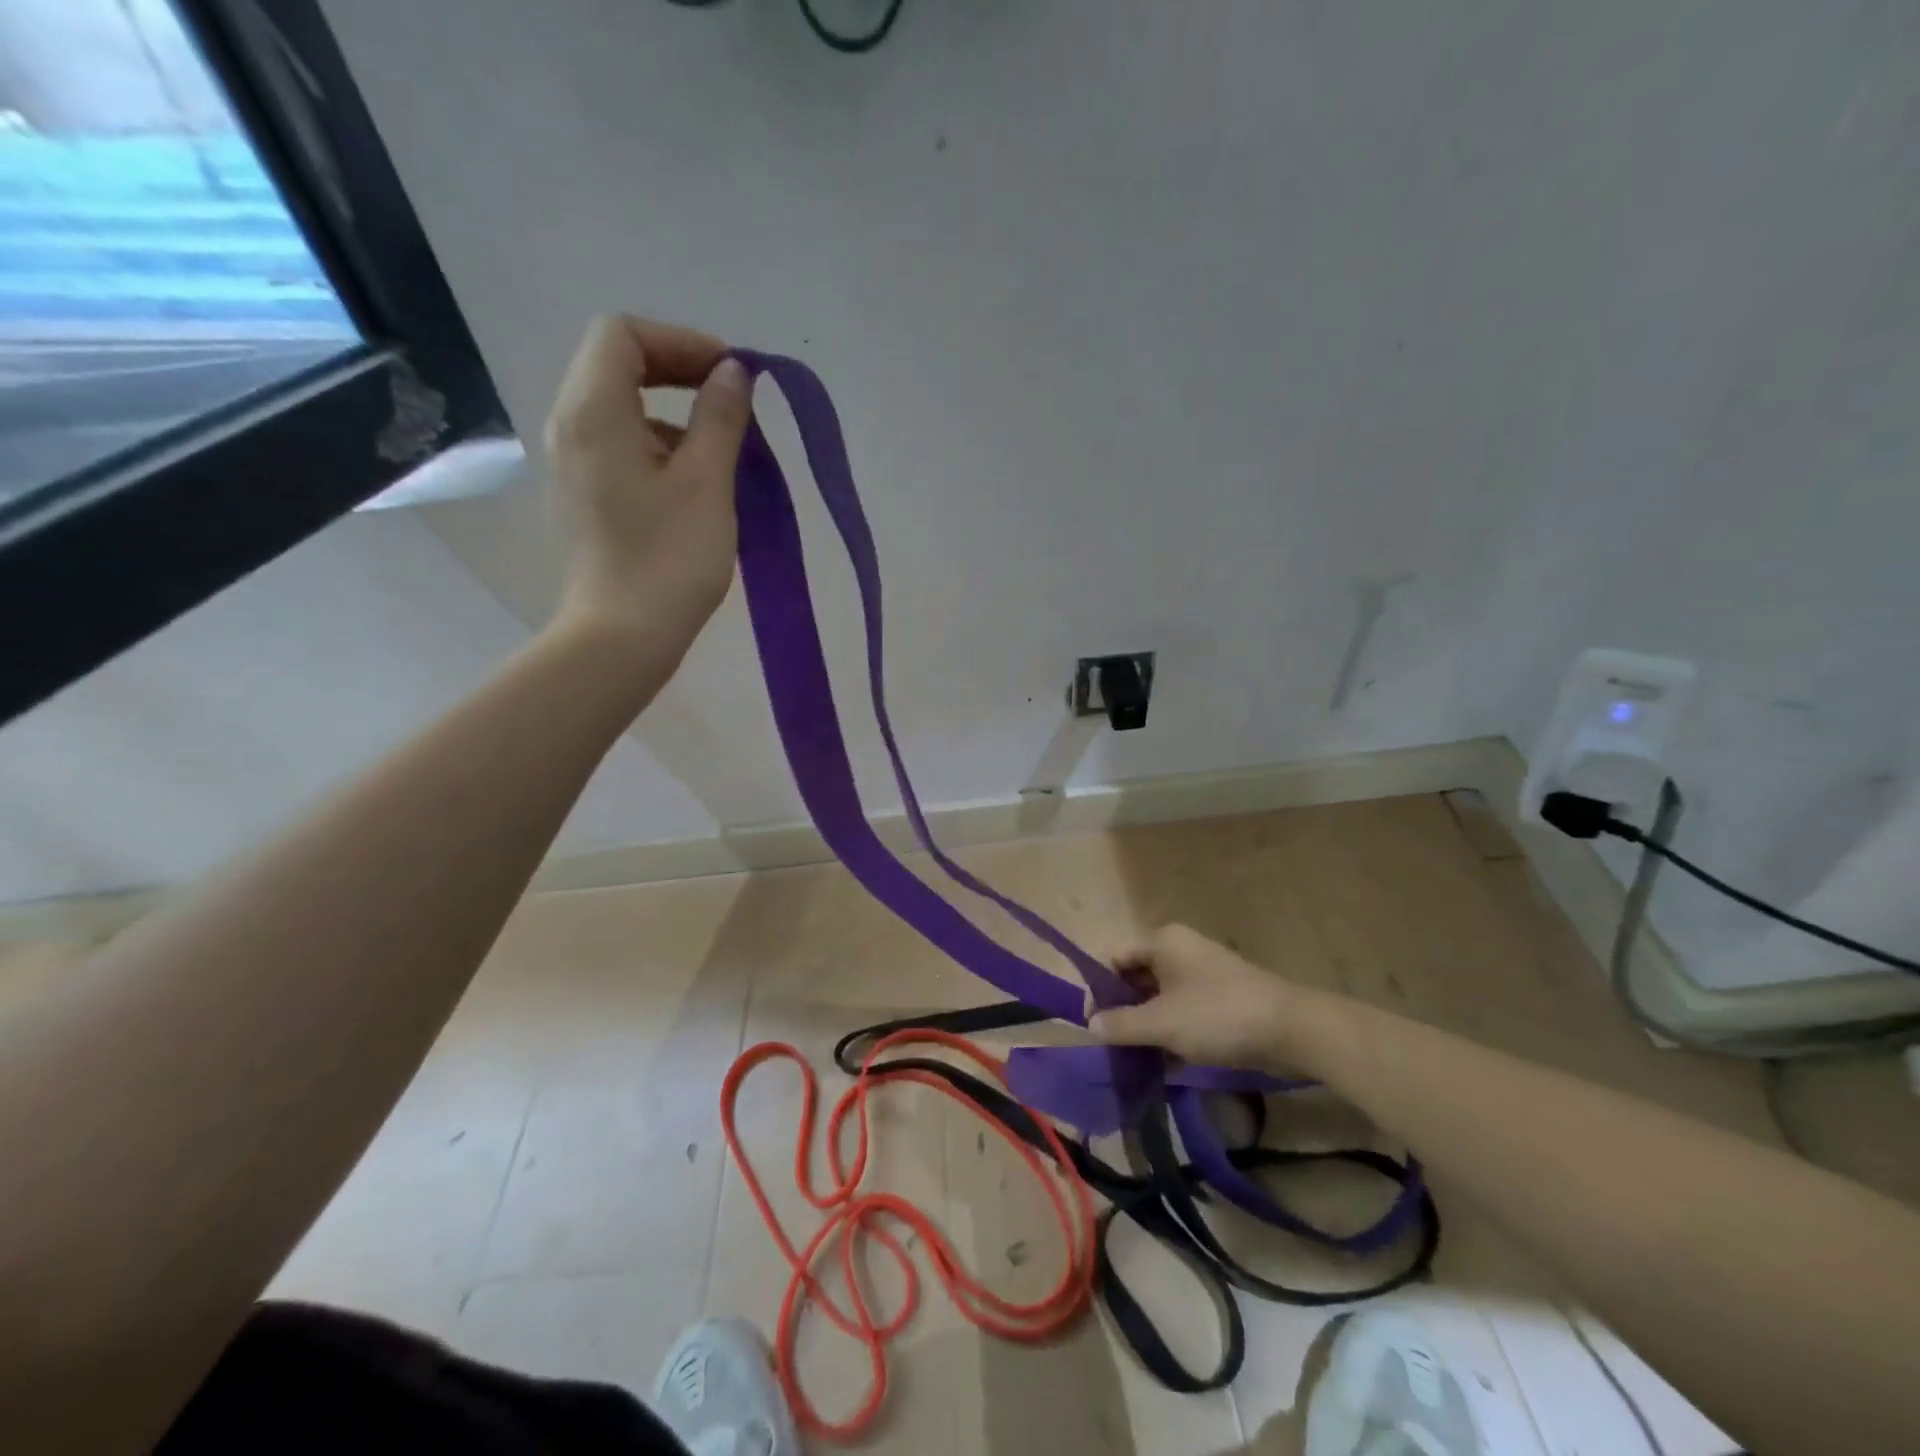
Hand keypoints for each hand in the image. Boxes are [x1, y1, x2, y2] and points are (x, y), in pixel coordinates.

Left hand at [544, 315, 753, 655]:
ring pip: (623, 407)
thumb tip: (733, 373)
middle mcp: (571, 426)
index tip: (732, 376)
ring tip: (724, 450)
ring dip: (675, 413)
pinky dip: (662, 445)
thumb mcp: (708, 483)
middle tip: (733, 402)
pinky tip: (698, 484)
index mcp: (594, 412)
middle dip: (679, 372)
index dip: (682, 342)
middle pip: (618, 365)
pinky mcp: (587, 495)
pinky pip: (622, 445)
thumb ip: (721, 418)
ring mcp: (575, 463)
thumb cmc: (669, 558)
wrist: (623, 636)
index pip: (624, 335)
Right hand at [1089, 924, 1301, 1071]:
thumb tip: (1090, 1024)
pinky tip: (1165, 1063)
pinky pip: (1183, 1009)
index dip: (1100, 988)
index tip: (1095, 1024)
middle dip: (1123, 1009)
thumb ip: (1122, 1024)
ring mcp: (1203, 973)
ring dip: (1147, 1025)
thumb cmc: (1218, 1015)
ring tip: (1136, 1059)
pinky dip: (1172, 1031)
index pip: (1115, 957)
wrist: (1292, 1030)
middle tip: (1113, 1045)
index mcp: (1163, 942)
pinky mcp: (1221, 997)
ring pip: (1160, 996)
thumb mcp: (1162, 1023)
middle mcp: (1180, 950)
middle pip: (1136, 976)